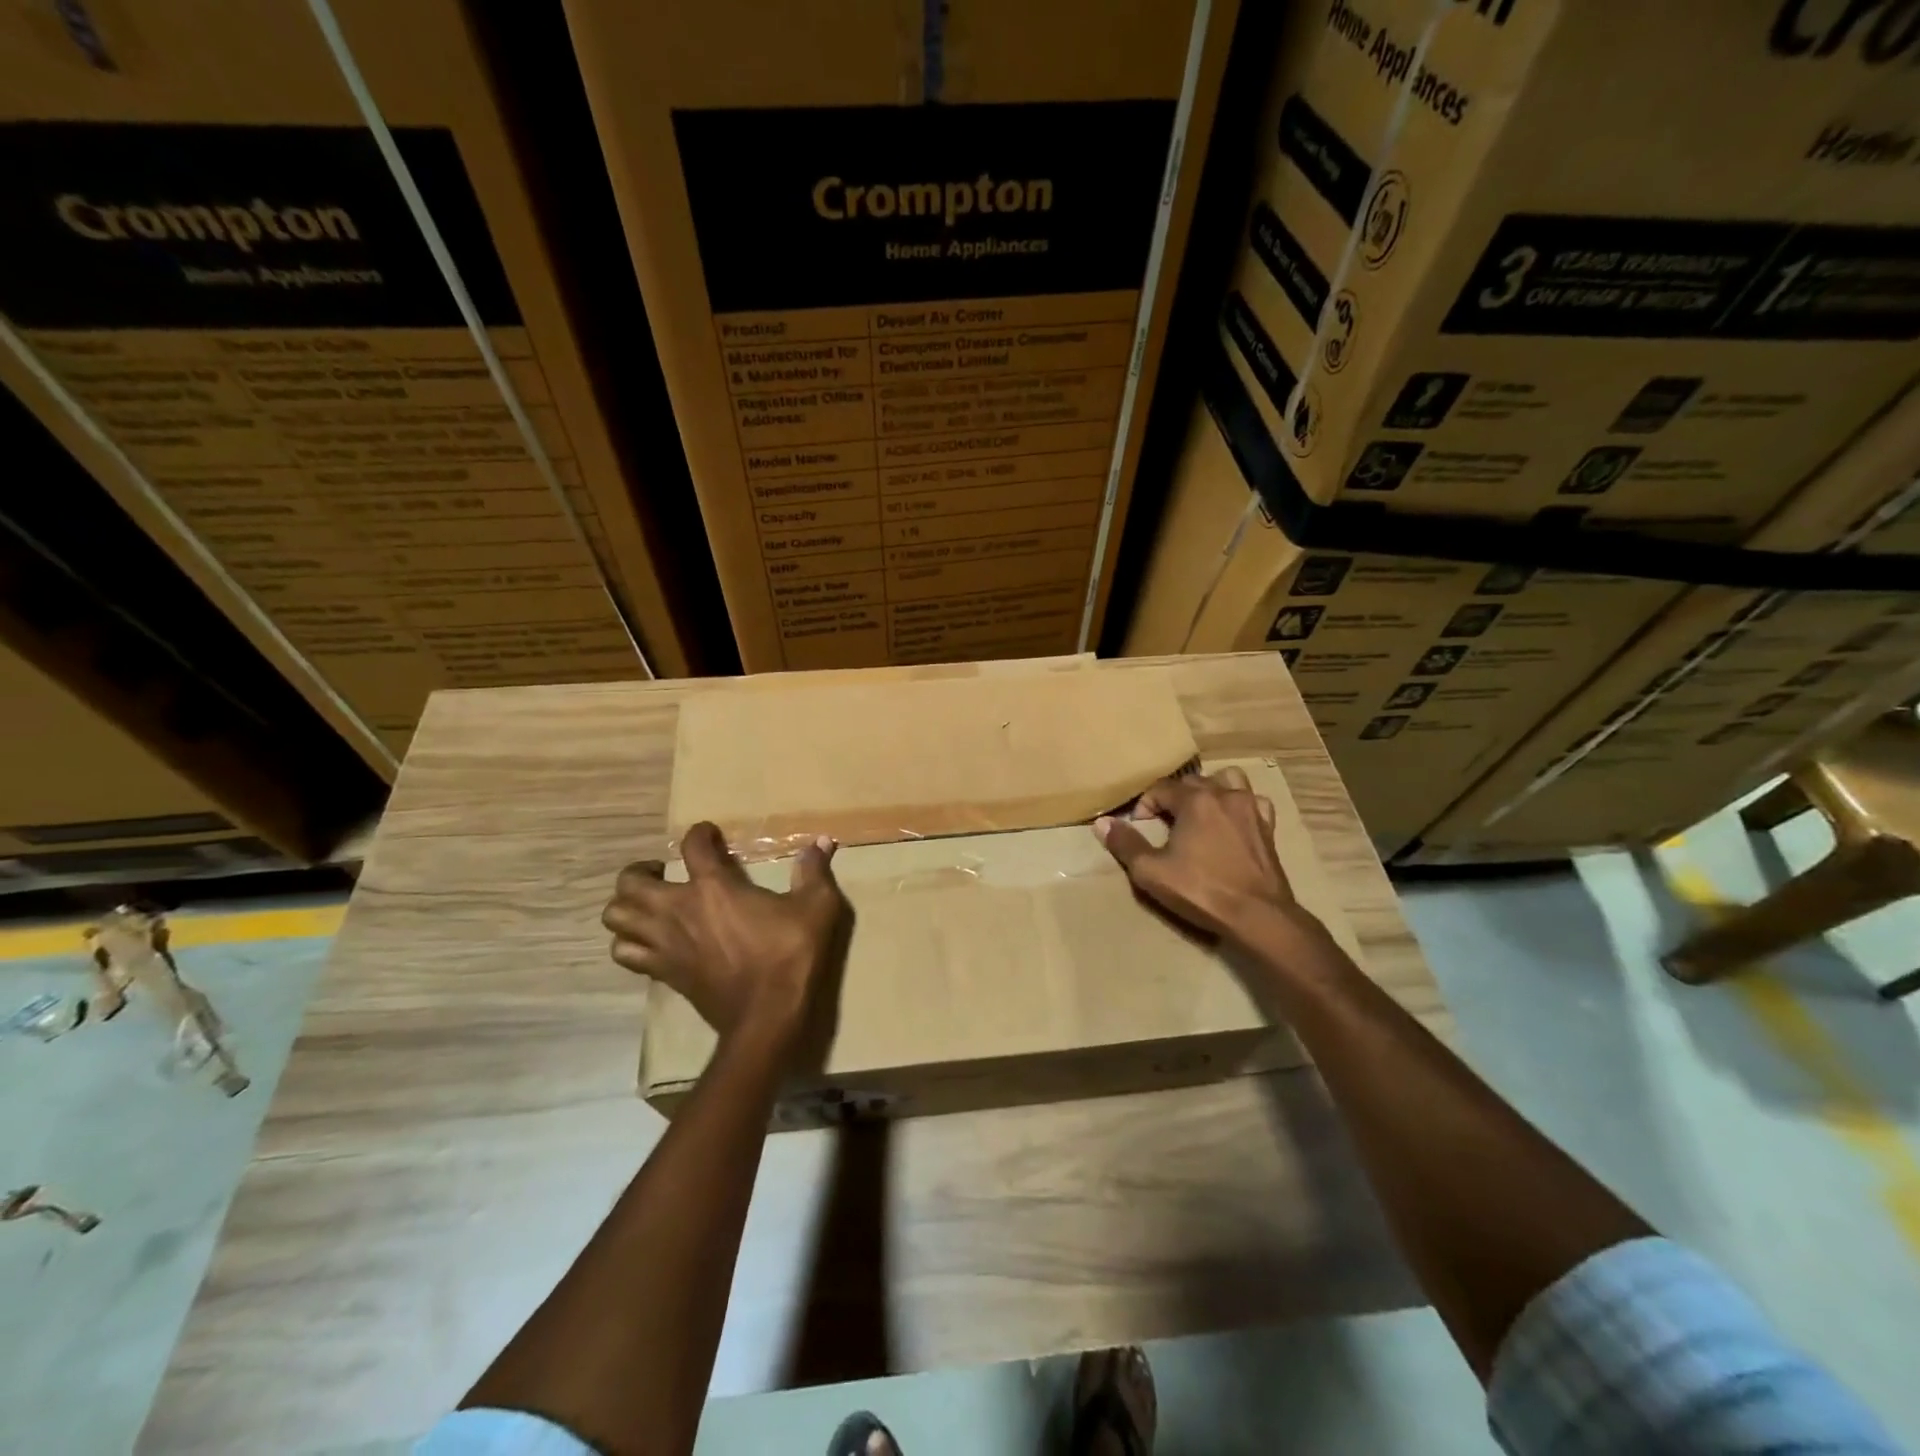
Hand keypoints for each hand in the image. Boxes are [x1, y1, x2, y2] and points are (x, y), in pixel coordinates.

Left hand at [603, 822, 852, 1049]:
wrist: (766, 1017)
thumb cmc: (790, 955)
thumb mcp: (816, 907)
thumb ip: (815, 871)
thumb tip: (823, 841)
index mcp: (714, 888)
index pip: (692, 846)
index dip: (699, 833)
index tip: (709, 834)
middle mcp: (678, 910)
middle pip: (630, 883)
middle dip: (641, 872)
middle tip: (663, 873)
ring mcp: (665, 944)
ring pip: (616, 918)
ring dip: (626, 907)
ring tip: (649, 905)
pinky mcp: (663, 973)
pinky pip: (625, 954)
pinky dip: (630, 943)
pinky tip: (652, 941)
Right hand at [1093, 766, 1299, 942]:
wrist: (1257, 916)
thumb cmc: (1201, 890)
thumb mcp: (1151, 871)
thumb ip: (1126, 844)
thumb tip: (1102, 823)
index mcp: (1195, 800)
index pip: (1160, 788)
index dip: (1144, 805)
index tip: (1138, 827)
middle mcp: (1224, 794)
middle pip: (1191, 781)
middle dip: (1173, 798)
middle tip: (1162, 824)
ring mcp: (1250, 808)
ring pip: (1228, 780)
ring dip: (1210, 789)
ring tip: (1199, 812)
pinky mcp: (1268, 826)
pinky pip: (1253, 801)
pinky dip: (1239, 804)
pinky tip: (1232, 821)